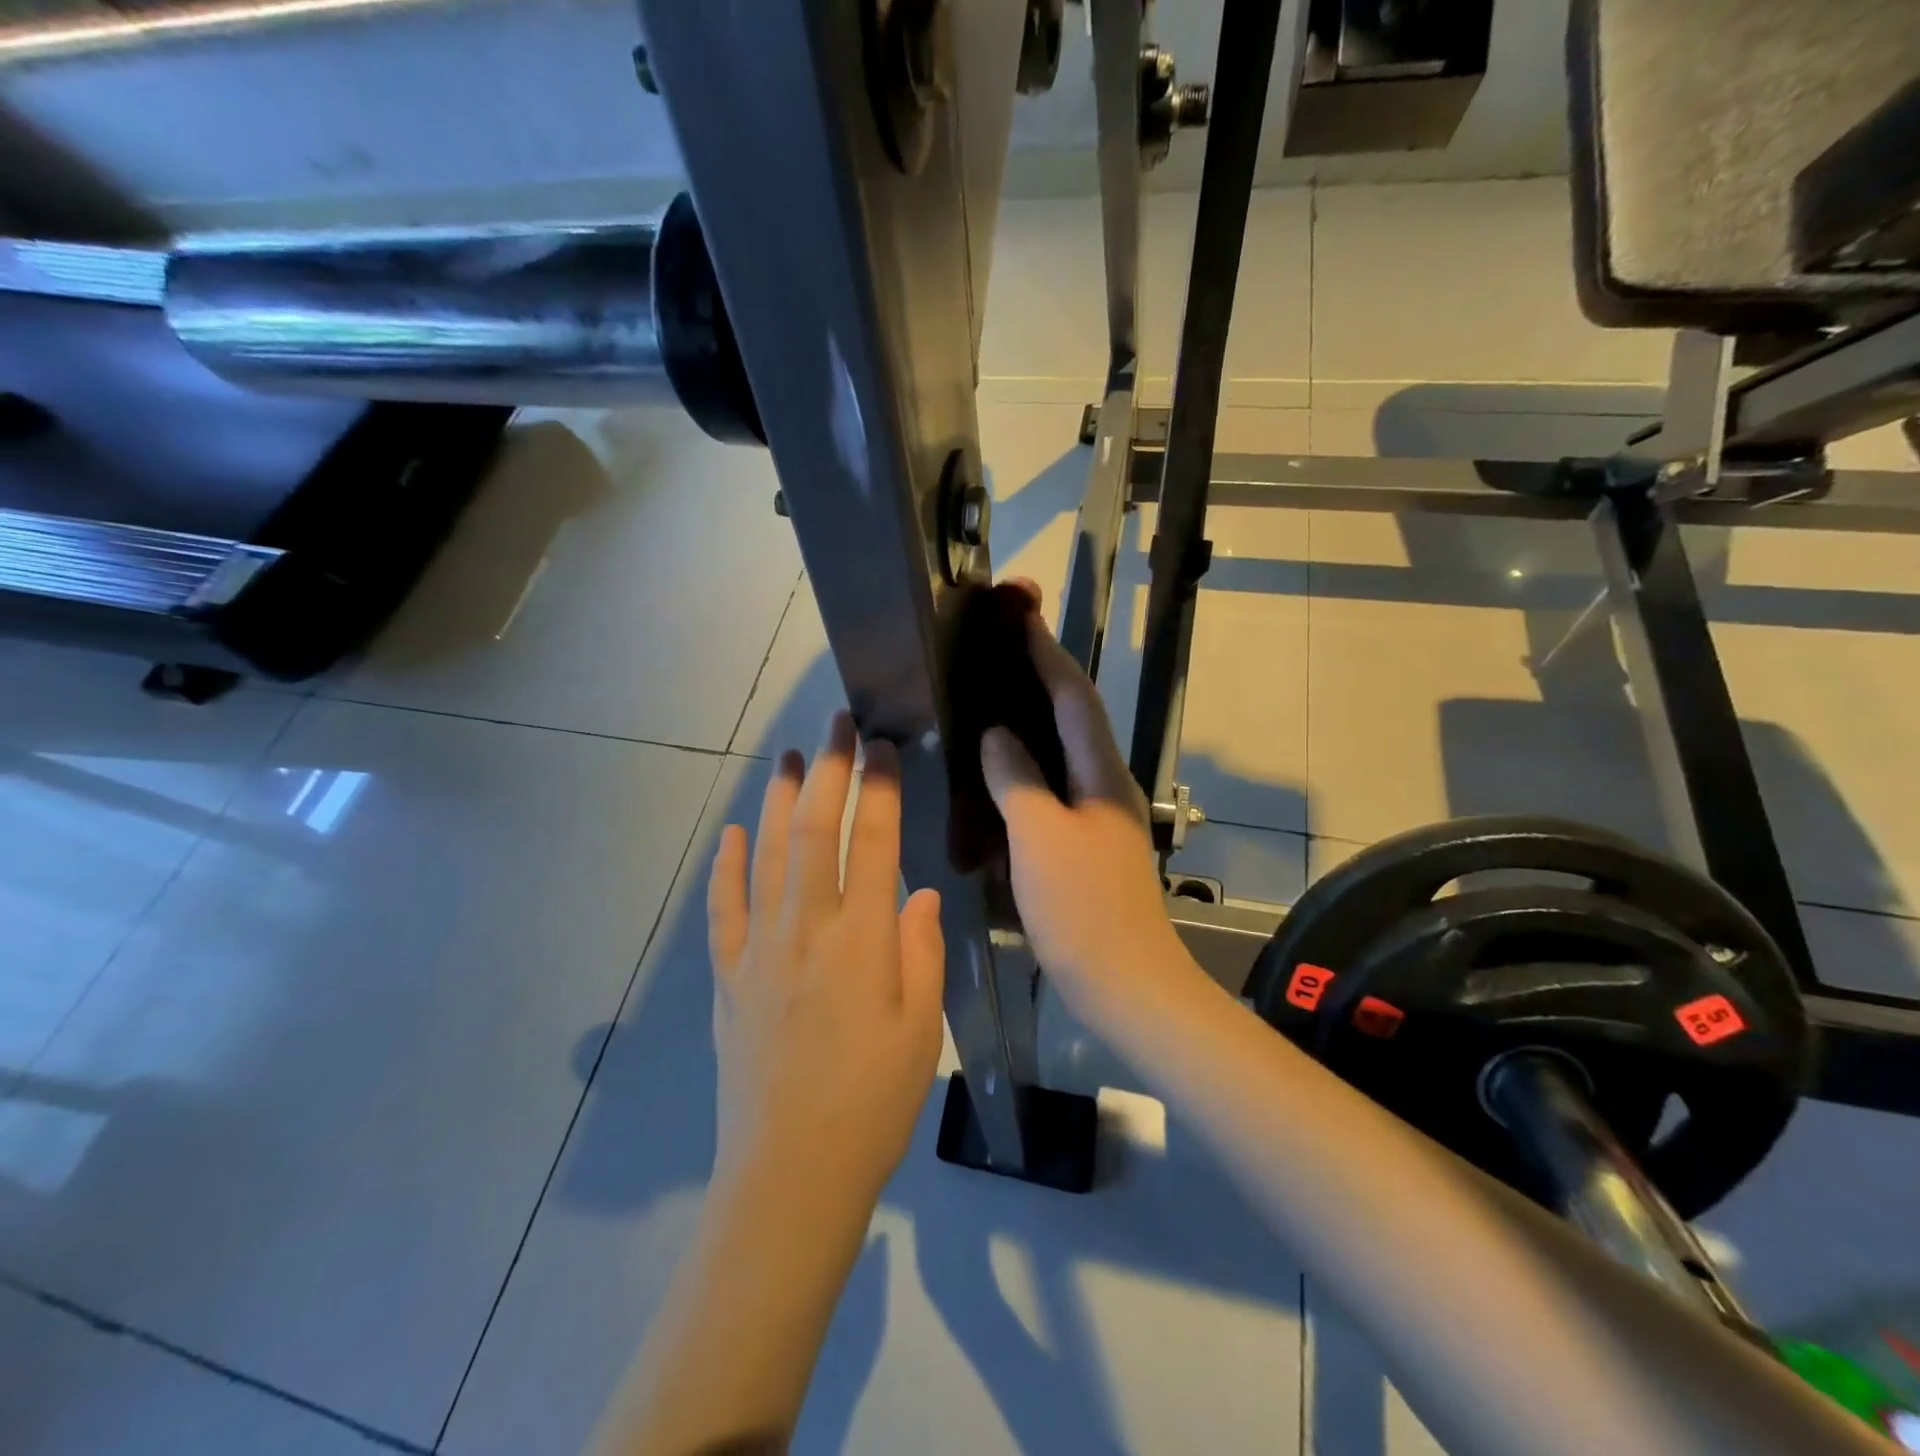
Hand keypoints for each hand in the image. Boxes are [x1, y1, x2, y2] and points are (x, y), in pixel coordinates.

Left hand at [706, 712, 946, 1204]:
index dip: (878, 788)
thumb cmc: (872, 1103)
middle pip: (814, 830)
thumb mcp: (921, 1030)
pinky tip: (730, 833)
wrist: (790, 1175)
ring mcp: (759, 950)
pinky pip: (724, 909)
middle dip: (828, 769)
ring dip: (776, 800)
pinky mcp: (728, 977)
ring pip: (765, 855)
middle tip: (836, 723)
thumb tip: (919, 894)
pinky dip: (726, 866)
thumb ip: (922, 953)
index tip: (883, 747)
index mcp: (863, 941)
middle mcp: (807, 930)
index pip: (873, 843)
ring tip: (788, 757)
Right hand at [979, 607, 1189, 1017]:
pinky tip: (997, 771)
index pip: (1074, 697)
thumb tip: (997, 734)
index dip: (1047, 653)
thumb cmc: (1083, 908)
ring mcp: (1096, 815)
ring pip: (1062, 751)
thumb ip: (1017, 779)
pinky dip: (1026, 767)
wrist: (1125, 983)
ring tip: (992, 696)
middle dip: (1041, 675)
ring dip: (1032, 718)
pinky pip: (1052, 787)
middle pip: (1073, 715)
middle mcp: (1104, 784)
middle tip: (1001, 647)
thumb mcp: (1040, 837)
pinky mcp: (1084, 842)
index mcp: (1100, 774)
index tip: (1022, 615)